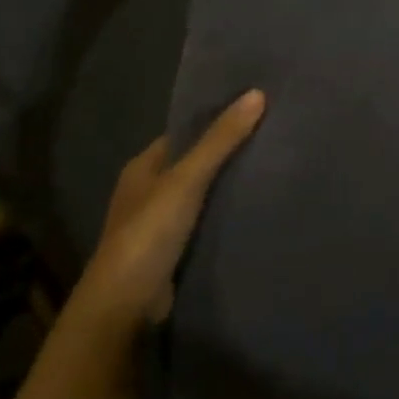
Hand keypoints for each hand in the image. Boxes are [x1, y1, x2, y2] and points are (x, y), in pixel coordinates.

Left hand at [78, 89, 265, 329]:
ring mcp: (159, 224)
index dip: (214, 121)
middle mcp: (148, 192)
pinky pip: (205, 223)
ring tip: (273, 170)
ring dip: (227, 187)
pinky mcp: (173, 251)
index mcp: (142, 168)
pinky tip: (256, 210)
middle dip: (226, 154)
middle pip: (193, 164)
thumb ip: (220, 140)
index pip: (183, 134)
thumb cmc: (149, 233)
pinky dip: (225, 216)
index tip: (254, 112)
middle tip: (272, 140)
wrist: (125, 304)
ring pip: (201, 195)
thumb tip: (257, 94)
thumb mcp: (186, 180)